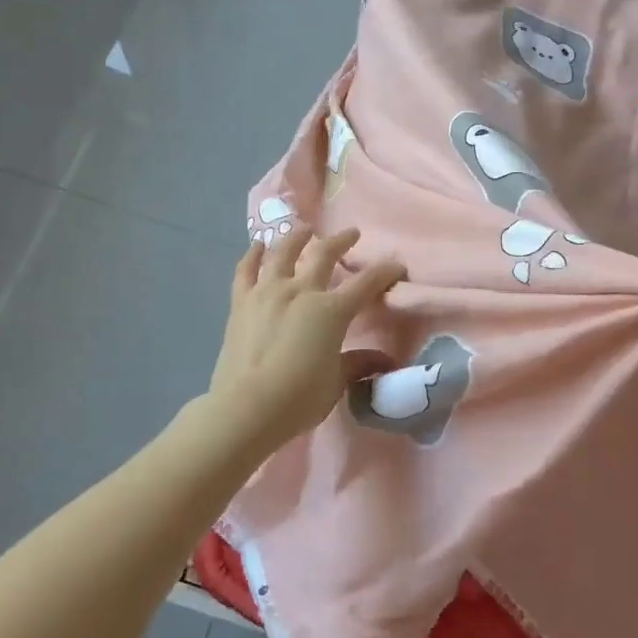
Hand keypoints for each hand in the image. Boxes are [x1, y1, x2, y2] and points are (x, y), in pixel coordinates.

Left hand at [205, 226, 405, 456]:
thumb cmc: (298, 398)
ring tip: (304, 229)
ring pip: (284, 253)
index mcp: (331, 311)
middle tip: (351, 233)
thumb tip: (384, 360)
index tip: (396, 265)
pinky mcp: (241, 302)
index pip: (366, 283)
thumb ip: (357, 364)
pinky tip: (258, 245)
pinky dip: (253, 255)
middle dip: (341, 241)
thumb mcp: (336, 383)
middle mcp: (301, 291)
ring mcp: (268, 292)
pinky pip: (246, 270)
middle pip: (324, 255)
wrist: (246, 408)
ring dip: (297, 237)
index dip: (384, 272)